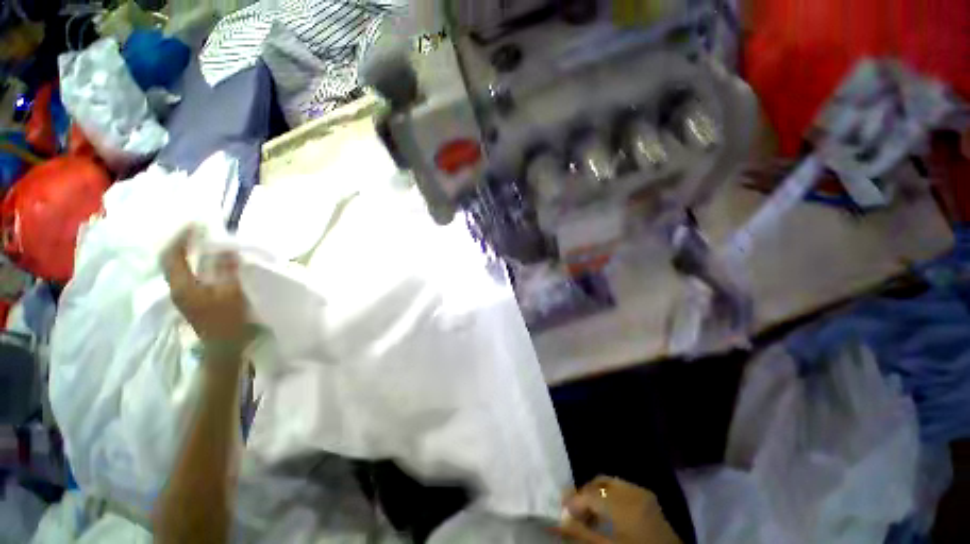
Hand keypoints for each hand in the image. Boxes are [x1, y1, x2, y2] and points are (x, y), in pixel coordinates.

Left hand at [162, 227, 252, 358]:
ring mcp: (181, 294)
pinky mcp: (190, 298)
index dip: (182, 237)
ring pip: (177, 266)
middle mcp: (176, 287)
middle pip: (170, 258)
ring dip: (187, 251)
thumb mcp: (231, 294)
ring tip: (203, 241)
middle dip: (182, 242)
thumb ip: (226, 270)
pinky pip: (186, 273)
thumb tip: (225, 247)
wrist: (222, 347)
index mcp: (182, 286)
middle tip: (199, 231)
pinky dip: (193, 262)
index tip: (197, 224)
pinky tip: (206, 260)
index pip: (172, 254)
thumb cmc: (228, 321)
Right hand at [558, 476, 680, 543]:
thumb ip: (581, 533)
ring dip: (597, 495)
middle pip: (600, 483)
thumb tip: (559, 520)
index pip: (590, 494)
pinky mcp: (649, 499)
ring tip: (589, 515)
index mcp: (624, 504)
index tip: (562, 511)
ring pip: (610, 484)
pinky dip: (611, 497)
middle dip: (585, 495)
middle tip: (574, 512)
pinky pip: (623, 489)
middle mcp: (633, 491)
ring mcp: (643, 493)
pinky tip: (607, 514)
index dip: (573, 501)